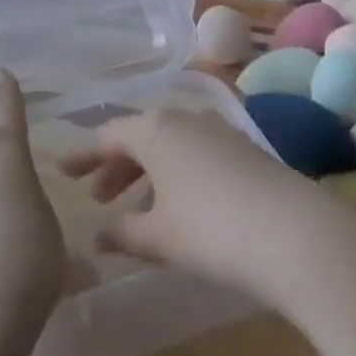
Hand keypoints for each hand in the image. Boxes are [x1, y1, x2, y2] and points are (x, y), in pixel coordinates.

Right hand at [58, 109, 355, 316]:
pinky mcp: (245, 149)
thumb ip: (121, 233)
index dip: (83, 156)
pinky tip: (178, 207)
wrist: (294, 233)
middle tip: (97, 197)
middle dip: (115, 167)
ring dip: (147, 173)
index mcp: (155, 129)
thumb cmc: (210, 230)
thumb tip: (95, 237)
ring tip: (135, 210)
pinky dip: (176, 175)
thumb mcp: (158, 236)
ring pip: (170, 146)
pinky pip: (195, 154)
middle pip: (140, 137)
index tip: (61, 171)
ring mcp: (219, 130)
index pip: (108, 136)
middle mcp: (185, 118)